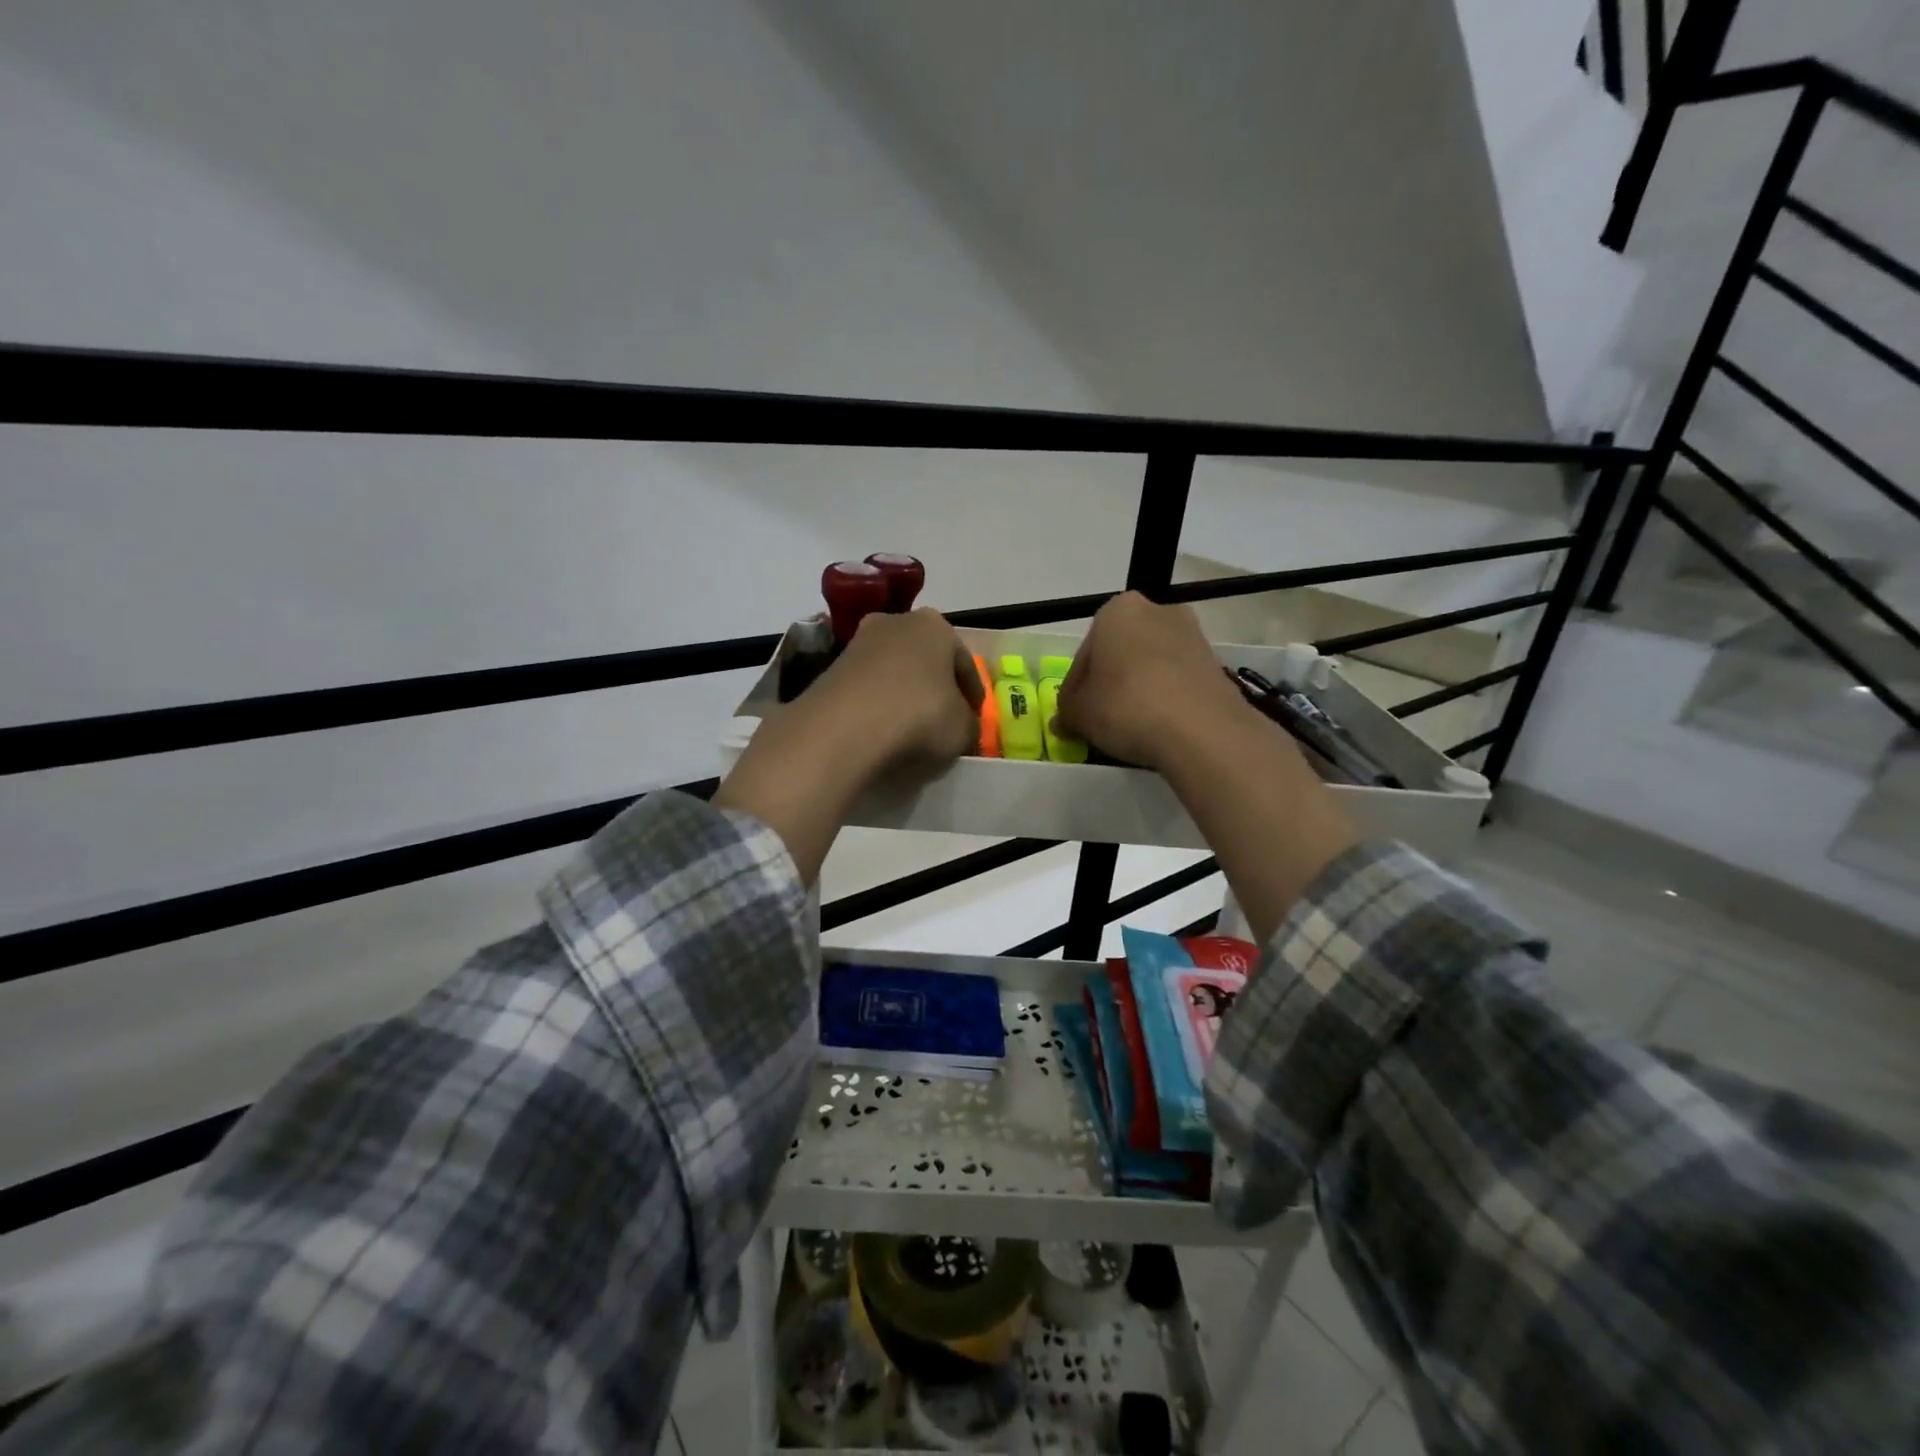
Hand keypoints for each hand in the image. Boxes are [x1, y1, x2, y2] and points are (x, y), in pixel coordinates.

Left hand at [815, 607, 982, 769]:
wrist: (844, 730)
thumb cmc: (919, 717)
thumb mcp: (963, 729)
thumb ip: (969, 724)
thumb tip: (961, 726)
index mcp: (936, 626)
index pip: (964, 662)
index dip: (973, 693)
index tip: (974, 718)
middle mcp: (895, 622)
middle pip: (924, 660)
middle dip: (934, 686)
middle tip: (943, 719)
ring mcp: (858, 643)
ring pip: (892, 672)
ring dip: (902, 695)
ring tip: (910, 730)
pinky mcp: (830, 670)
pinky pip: (866, 690)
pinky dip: (876, 706)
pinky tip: (881, 732)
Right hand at [1053, 592, 1249, 770]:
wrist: (1202, 731)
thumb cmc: (1126, 707)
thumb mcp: (1079, 712)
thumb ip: (1067, 710)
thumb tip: (1064, 719)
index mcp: (1117, 610)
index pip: (1085, 652)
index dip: (1075, 687)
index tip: (1074, 714)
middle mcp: (1157, 610)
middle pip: (1121, 652)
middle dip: (1110, 682)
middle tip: (1099, 718)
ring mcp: (1192, 635)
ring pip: (1151, 664)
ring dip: (1138, 689)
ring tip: (1129, 726)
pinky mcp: (1215, 664)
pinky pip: (1177, 679)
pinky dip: (1165, 698)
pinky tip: (1158, 726)